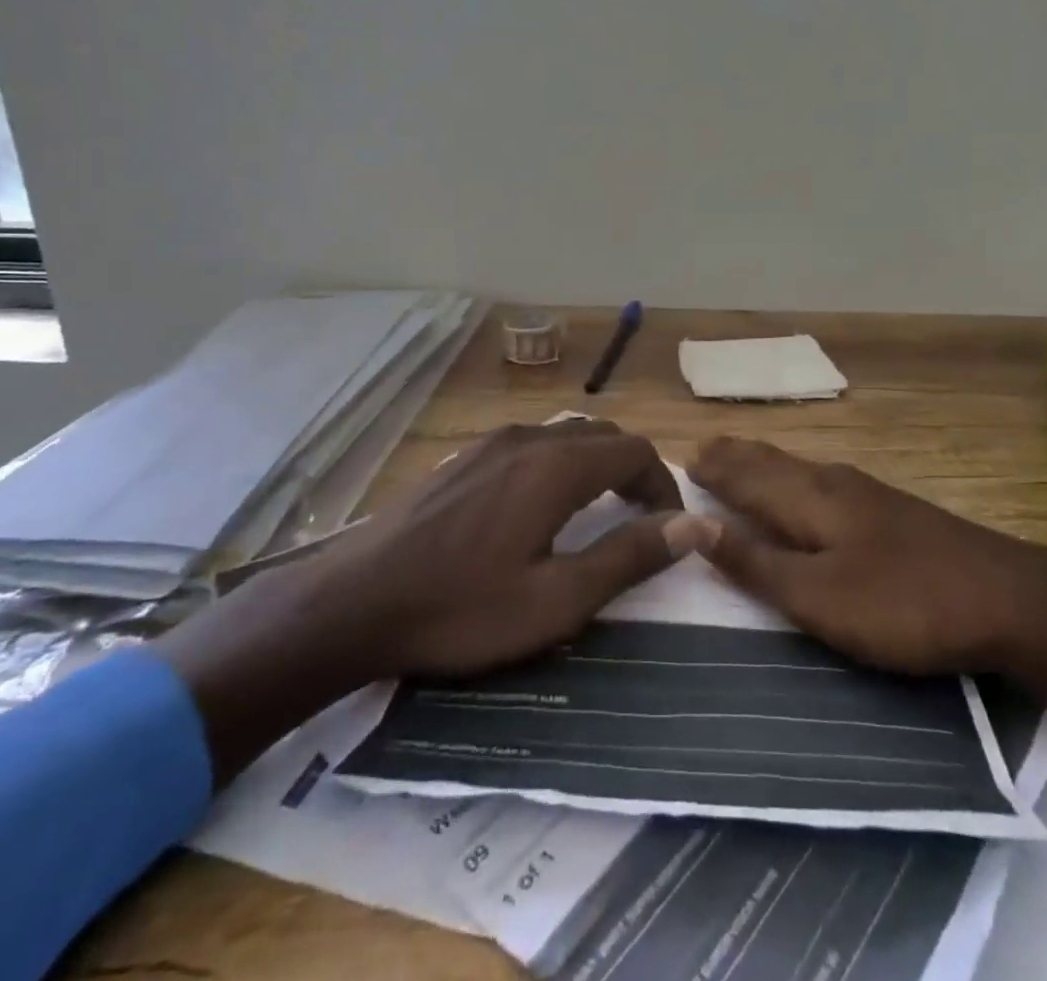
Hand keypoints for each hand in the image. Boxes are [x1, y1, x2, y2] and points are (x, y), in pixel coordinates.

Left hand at [158, 420, 716, 781]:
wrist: (350, 602)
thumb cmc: (460, 609)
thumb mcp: (555, 600)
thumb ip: (628, 556)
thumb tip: (695, 526)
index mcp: (556, 466)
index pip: (635, 451)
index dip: (664, 485)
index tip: (670, 529)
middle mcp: (528, 439)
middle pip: (603, 437)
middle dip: (634, 472)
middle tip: (641, 522)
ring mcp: (491, 443)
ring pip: (566, 437)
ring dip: (596, 467)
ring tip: (598, 515)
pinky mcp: (463, 457)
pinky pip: (532, 445)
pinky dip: (560, 465)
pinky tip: (540, 509)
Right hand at [688, 437, 1046, 752]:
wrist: (1008, 597)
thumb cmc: (903, 602)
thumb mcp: (820, 598)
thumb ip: (758, 564)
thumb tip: (695, 525)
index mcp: (810, 499)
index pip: (747, 476)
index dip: (714, 469)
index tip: (680, 459)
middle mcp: (834, 483)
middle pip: (773, 462)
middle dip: (736, 456)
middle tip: (704, 448)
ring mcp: (868, 493)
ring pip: (800, 467)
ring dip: (764, 462)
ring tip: (743, 459)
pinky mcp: (892, 509)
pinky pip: (822, 479)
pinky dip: (794, 475)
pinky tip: (807, 485)